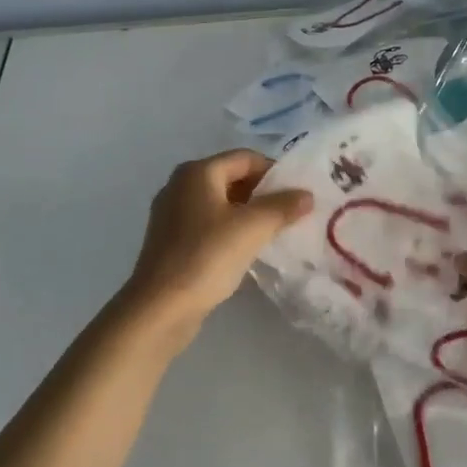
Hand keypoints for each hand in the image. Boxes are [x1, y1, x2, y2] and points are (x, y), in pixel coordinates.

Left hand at [118, 149, 312, 351]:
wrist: (159, 308)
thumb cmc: (206, 256)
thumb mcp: (252, 228)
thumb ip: (283, 206)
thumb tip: (307, 194)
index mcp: (197, 172)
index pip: (246, 158)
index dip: (275, 172)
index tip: (297, 194)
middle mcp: (180, 185)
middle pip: (232, 178)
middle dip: (262, 194)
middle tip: (289, 214)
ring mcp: (171, 213)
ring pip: (220, 203)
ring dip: (247, 213)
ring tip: (273, 232)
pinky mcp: (170, 240)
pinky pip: (208, 224)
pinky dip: (229, 230)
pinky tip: (245, 250)